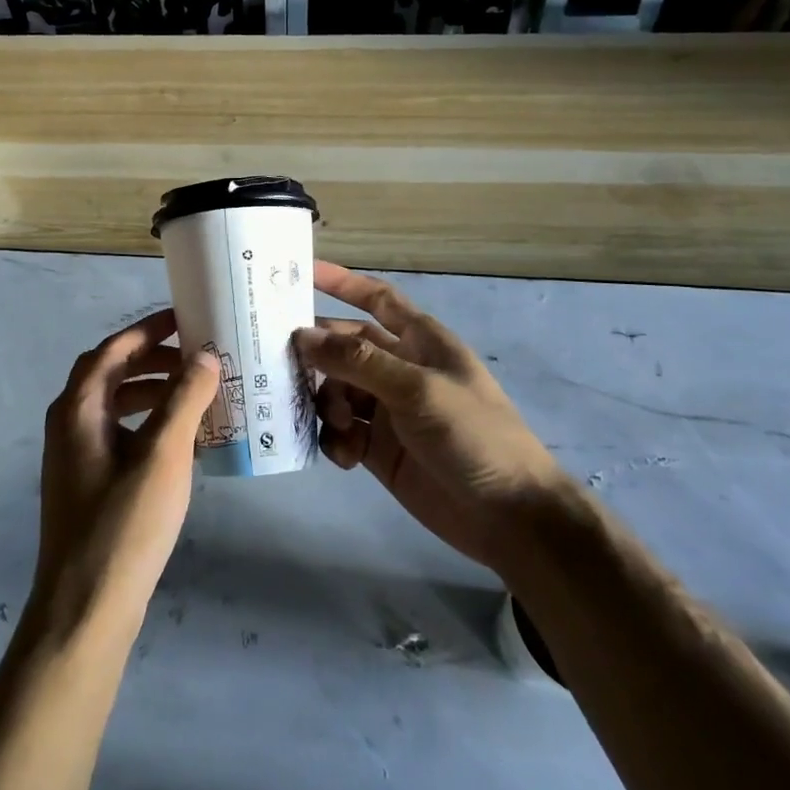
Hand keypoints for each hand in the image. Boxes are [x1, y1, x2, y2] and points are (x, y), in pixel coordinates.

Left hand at [31, 310, 219, 636]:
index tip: (185, 319)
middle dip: (153, 360)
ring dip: (153, 393)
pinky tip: (181, 443)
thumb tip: (205, 356)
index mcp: (78, 408)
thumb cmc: (124, 524)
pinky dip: (148, 426)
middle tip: (197, 358)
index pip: (113, 350)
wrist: (85, 610)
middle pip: (111, 374)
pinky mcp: (87, 485)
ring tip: (196, 396)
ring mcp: (75, 458)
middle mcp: (69, 425)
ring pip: (116, 406)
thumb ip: (184, 399)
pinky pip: (120, 436)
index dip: (148, 330)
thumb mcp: (162, 455)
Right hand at [298, 261, 565, 573]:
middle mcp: (399, 369)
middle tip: (279, 364)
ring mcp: (387, 410)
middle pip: (344, 347)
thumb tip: (302, 336)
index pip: (376, 299)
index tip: (299, 272)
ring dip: (327, 403)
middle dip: (317, 353)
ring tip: (338, 424)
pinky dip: (334, 440)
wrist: (509, 517)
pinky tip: (344, 456)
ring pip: (336, 391)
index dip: (341, 282)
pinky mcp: (378, 450)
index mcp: (420, 341)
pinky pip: (341, 433)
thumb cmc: (473, 435)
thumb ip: (358, 360)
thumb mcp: (417, 389)